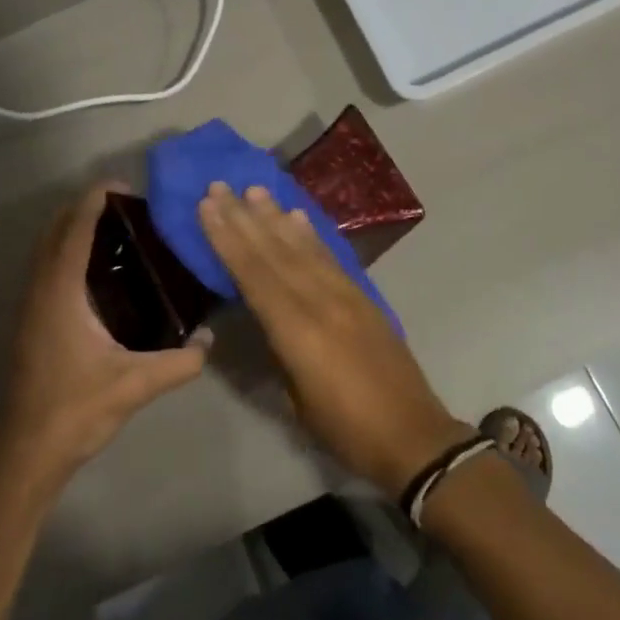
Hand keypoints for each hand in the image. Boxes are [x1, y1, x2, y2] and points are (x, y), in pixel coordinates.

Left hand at [0, 184, 210, 492]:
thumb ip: (180, 361)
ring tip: (116, 231)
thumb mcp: (136, 385)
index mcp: (61, 293)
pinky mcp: (32, 323)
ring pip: (47, 250)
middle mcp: (41, 291)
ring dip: (72, 230)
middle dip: (83, 209)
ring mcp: (31, 307)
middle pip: (55, 231)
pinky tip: (100, 272)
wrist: (26, 454)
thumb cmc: (75, 410)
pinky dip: (67, 252)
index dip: (94, 201)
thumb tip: (210, 338)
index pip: (75, 230)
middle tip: (126, 207)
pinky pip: (47, 269)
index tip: (123, 185)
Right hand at [197, 182, 467, 498]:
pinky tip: (297, 217)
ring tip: (254, 189)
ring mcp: (346, 294)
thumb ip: (278, 347)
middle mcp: (321, 301)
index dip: (228, 239)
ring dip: (275, 217)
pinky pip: (330, 256)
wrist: (412, 434)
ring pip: (303, 247)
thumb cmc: (345, 429)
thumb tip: (262, 312)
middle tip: (220, 186)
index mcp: (298, 331)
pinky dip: (310, 234)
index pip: (254, 274)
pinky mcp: (364, 295)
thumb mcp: (296, 398)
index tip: (208, 206)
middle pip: (275, 252)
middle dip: (244, 218)